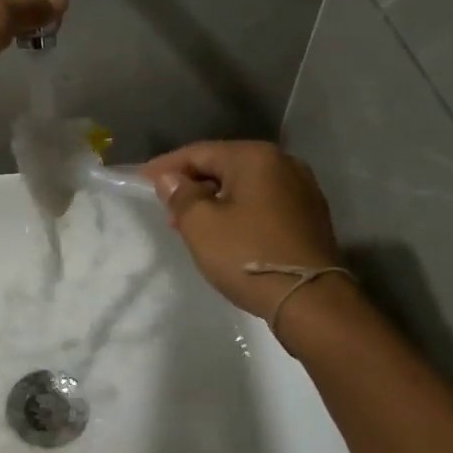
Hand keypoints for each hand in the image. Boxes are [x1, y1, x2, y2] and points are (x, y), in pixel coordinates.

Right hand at [141, 141, 342, 319]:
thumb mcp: (201, 225)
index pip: (200, 152)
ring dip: (214, 201)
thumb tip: (171, 179)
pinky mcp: (309, 216)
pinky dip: (238, 212)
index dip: (167, 166)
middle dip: (191, 185)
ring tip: (189, 224)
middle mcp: (284, 163)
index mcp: (256, 157)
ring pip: (244, 187)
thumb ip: (181, 195)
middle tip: (165, 207)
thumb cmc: (248, 255)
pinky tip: (223, 232)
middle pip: (224, 166)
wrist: (311, 300)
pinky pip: (263, 204)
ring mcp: (302, 190)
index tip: (141, 180)